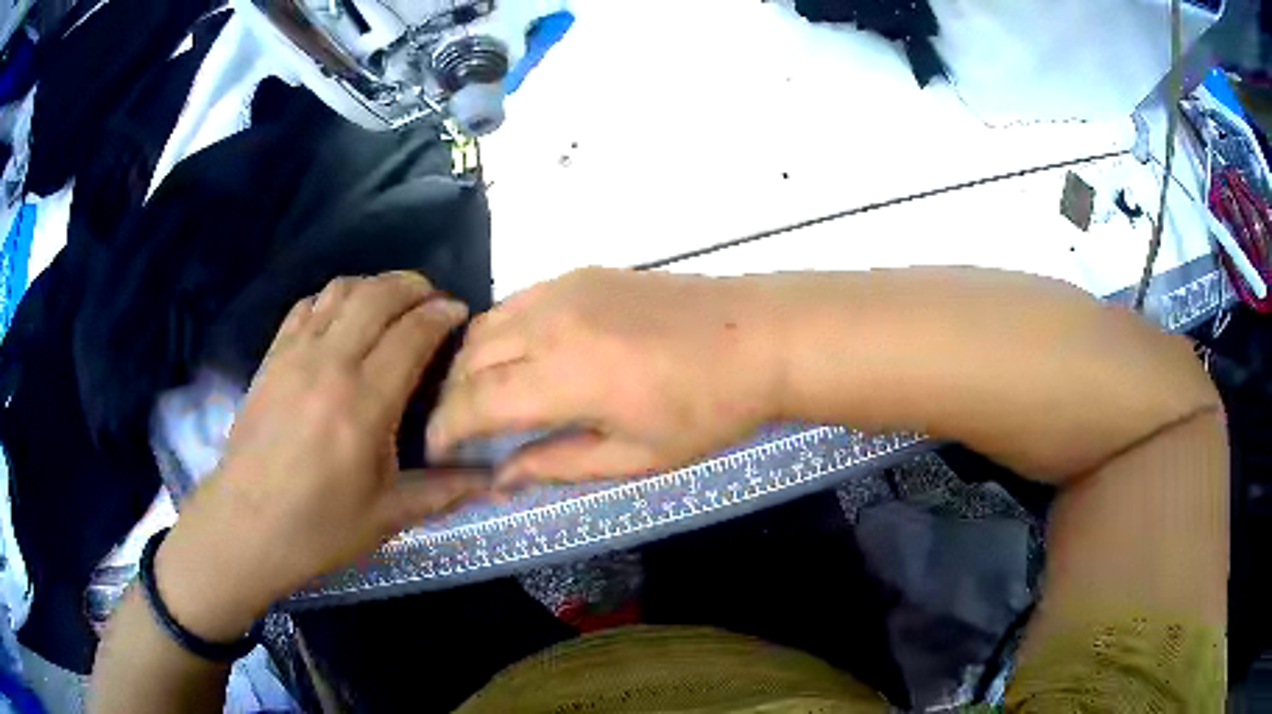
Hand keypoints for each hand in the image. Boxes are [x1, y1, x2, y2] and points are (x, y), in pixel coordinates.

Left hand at [155, 272, 485, 641]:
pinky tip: (343, 317)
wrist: (246, 527)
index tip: (461, 313)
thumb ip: (446, 490)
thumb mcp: (389, 517)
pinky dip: (333, 298)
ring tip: (392, 303)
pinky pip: (306, 305)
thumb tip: (499, 480)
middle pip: (378, 295)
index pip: (412, 333)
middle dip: (414, 286)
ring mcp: (295, 355)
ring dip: (374, 286)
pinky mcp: (271, 357)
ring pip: (341, 290)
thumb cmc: (319, 528)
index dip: (442, 314)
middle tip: (433, 300)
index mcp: (364, 404)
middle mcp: (330, 364)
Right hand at [428, 268, 781, 486]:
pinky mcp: (581, 273)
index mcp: (567, 376)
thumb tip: (499, 477)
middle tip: (456, 432)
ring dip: (468, 362)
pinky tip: (512, 357)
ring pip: (486, 323)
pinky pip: (516, 301)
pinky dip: (497, 332)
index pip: (475, 402)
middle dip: (449, 397)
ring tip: (477, 398)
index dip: (445, 429)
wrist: (758, 336)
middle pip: (470, 357)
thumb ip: (556, 463)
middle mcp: (552, 322)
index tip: (435, 452)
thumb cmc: (707, 409)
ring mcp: (566, 289)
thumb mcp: (635, 458)